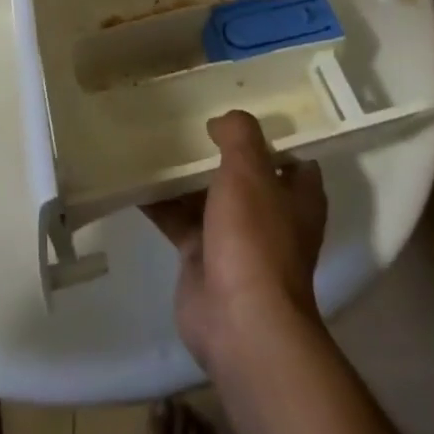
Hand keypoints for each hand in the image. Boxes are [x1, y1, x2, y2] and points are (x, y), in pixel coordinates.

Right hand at [143, 111, 328, 372]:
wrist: (238, 323)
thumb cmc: (255, 238)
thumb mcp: (250, 170)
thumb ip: (239, 135)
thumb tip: (222, 122)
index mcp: (298, 197)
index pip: (291, 158)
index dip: (270, 135)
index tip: (239, 111)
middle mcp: (270, 217)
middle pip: (243, 174)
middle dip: (217, 150)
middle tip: (186, 119)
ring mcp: (235, 240)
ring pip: (207, 196)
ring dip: (184, 175)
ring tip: (154, 139)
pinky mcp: (202, 259)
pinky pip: (179, 221)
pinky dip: (160, 203)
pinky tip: (135, 178)